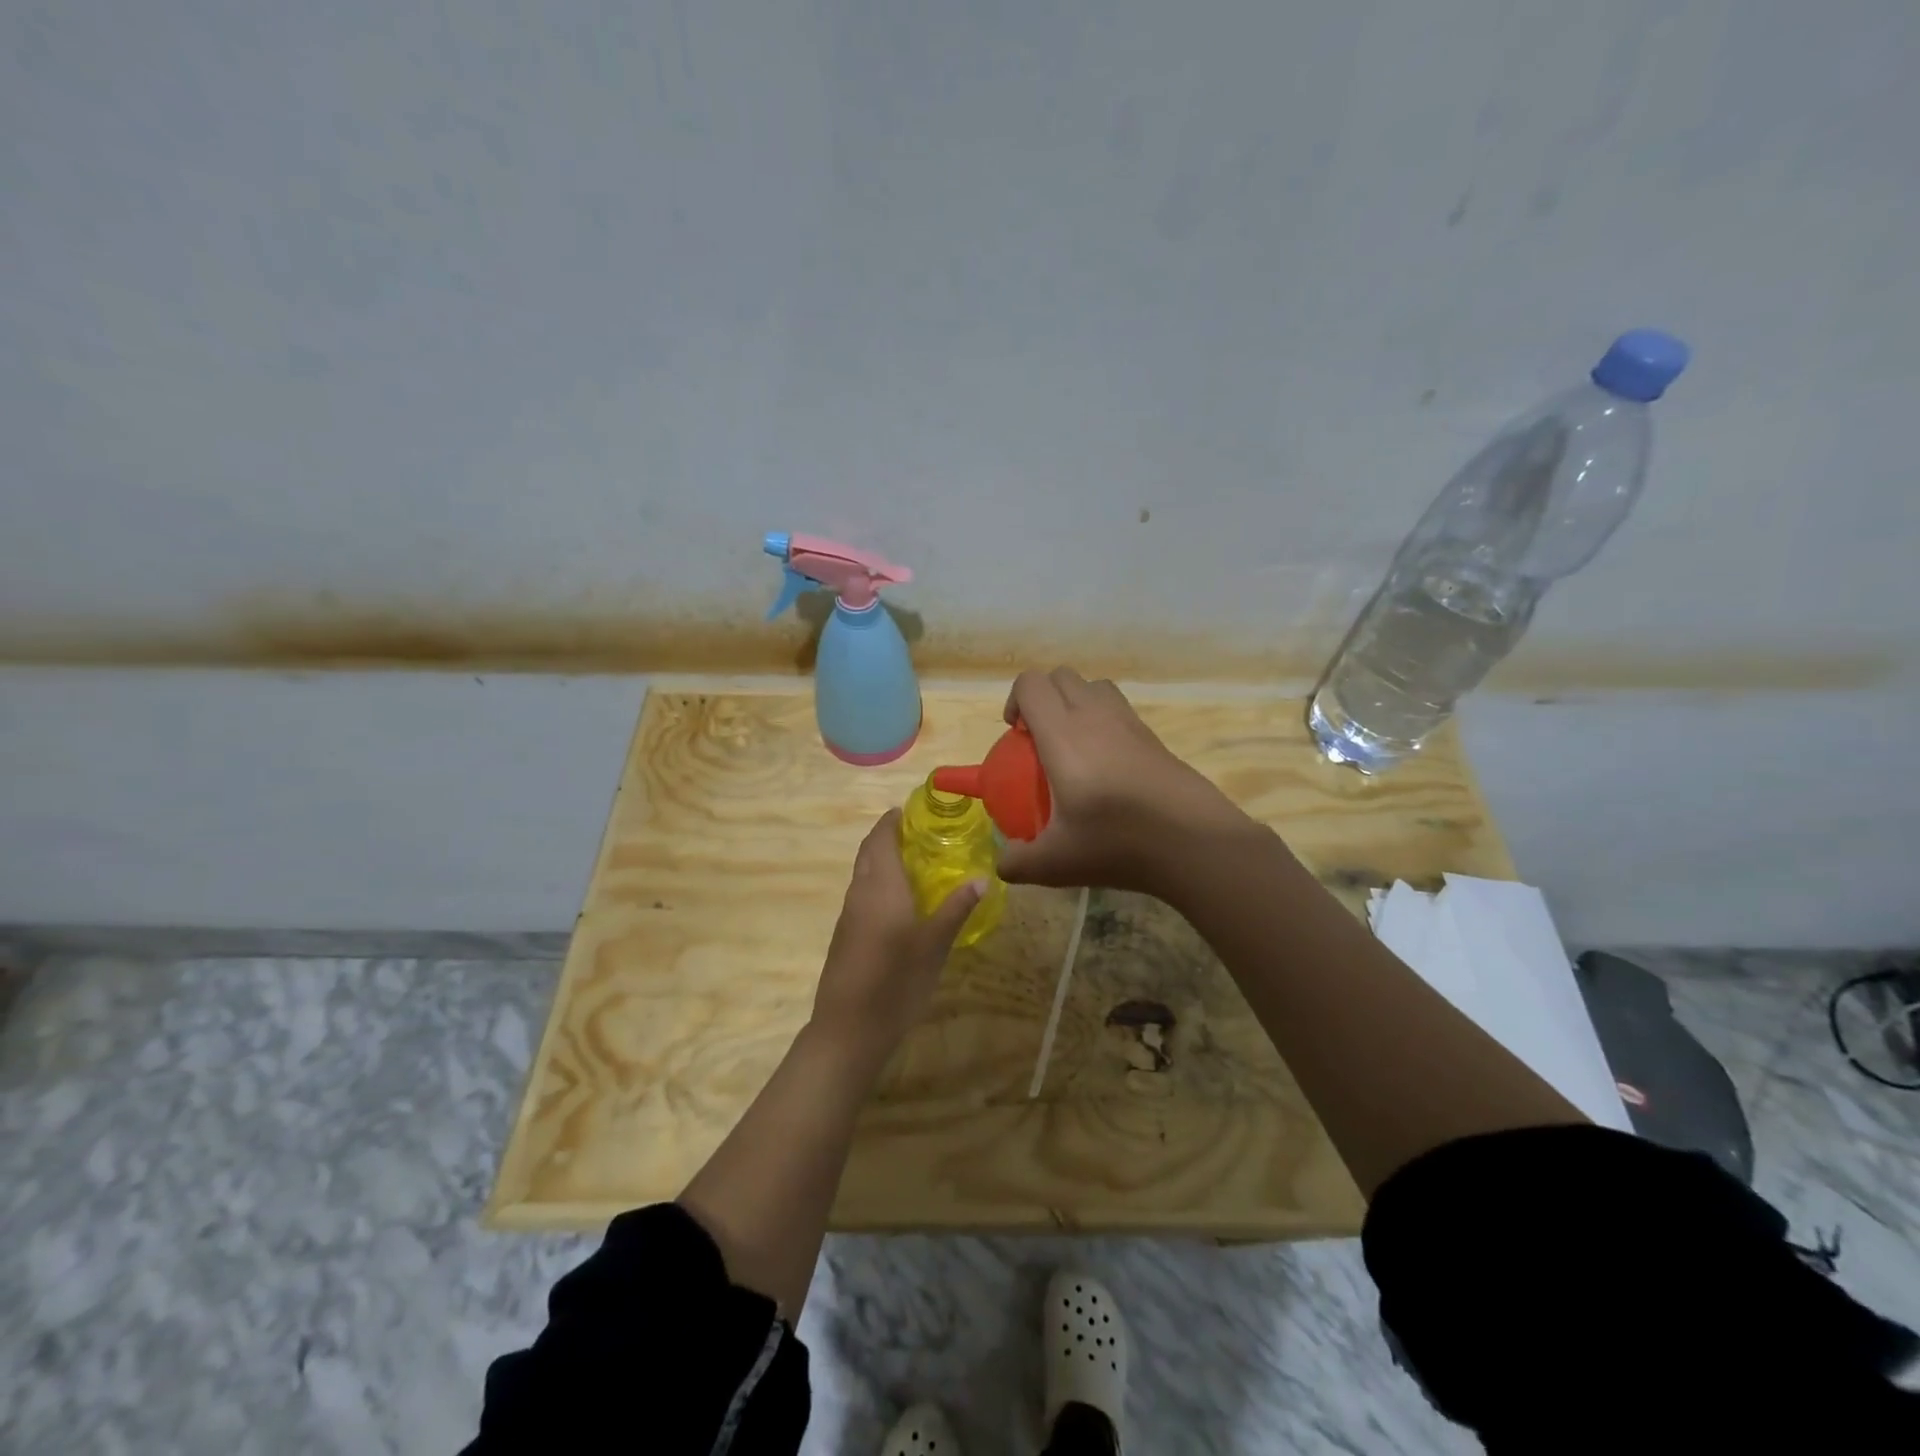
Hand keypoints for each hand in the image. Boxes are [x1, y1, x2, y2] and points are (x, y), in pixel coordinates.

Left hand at [811, 809, 983, 1061]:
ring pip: (864, 875)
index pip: (880, 838)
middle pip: (869, 852)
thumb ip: (956, 909)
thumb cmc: (896, 981)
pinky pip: (863, 895)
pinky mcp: (845, 936)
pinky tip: (902, 902)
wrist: (848, 1030)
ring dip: (883, 861)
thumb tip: (982, 878)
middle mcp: (860, 893)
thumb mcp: (935, 945)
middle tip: (920, 834)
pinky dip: (879, 885)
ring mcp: (849, 916)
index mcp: (880, 886)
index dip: (891, 820)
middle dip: (888, 837)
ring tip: (917, 864)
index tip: (911, 810)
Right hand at [996, 667, 1247, 894]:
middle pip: (1062, 676)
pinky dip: (1103, 721)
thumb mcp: (1056, 863)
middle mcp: (1095, 716)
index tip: (1015, 736)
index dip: (1015, 700)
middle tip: (1039, 740)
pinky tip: (1105, 767)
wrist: (1193, 842)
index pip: (1031, 684)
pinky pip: (1120, 709)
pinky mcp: (1153, 736)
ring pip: (1094, 686)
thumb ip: (1018, 863)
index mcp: (1063, 734)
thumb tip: (1003, 864)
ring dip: (1075, 703)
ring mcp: (1129, 722)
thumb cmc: (1117, 843)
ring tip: (1072, 745)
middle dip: (1043, 697)